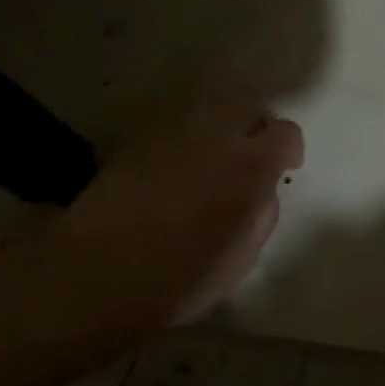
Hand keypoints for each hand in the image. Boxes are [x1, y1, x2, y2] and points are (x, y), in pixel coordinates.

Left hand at [0, 99, 303, 383]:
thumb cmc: (180, 278)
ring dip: (220, 131)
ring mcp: (171, 134)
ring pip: (209, 112)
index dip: (289, 150)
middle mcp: (213, 136)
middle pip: (247, 107)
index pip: (285, 133)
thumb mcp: (242, 257)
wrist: (95, 275)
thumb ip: (261, 213)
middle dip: (256, 128)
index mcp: (249, 166)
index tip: (284, 170)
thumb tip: (261, 191)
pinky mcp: (136, 143)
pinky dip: (187, 143)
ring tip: (213, 165)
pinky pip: (176, 130)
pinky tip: (175, 175)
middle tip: (251, 160)